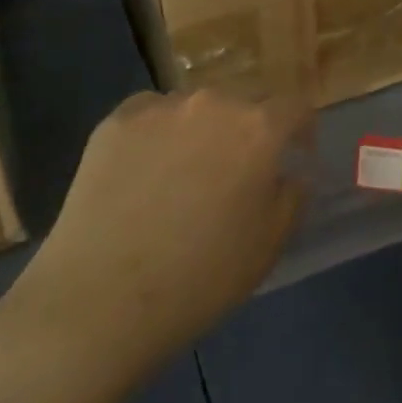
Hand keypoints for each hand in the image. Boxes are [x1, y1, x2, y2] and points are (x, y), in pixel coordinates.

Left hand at [0, 90, 308, 388]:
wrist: (101, 298)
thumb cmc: (201, 276)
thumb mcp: (270, 244)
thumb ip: (291, 196)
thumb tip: (289, 174)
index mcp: (258, 129)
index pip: (294, 108)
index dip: (299, 132)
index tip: (293, 156)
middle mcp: (212, 104)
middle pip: (242, 105)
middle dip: (247, 133)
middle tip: (234, 174)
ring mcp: (159, 109)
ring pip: (194, 110)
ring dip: (201, 132)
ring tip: (183, 176)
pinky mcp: (114, 122)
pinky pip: (150, 117)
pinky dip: (156, 136)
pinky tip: (143, 175)